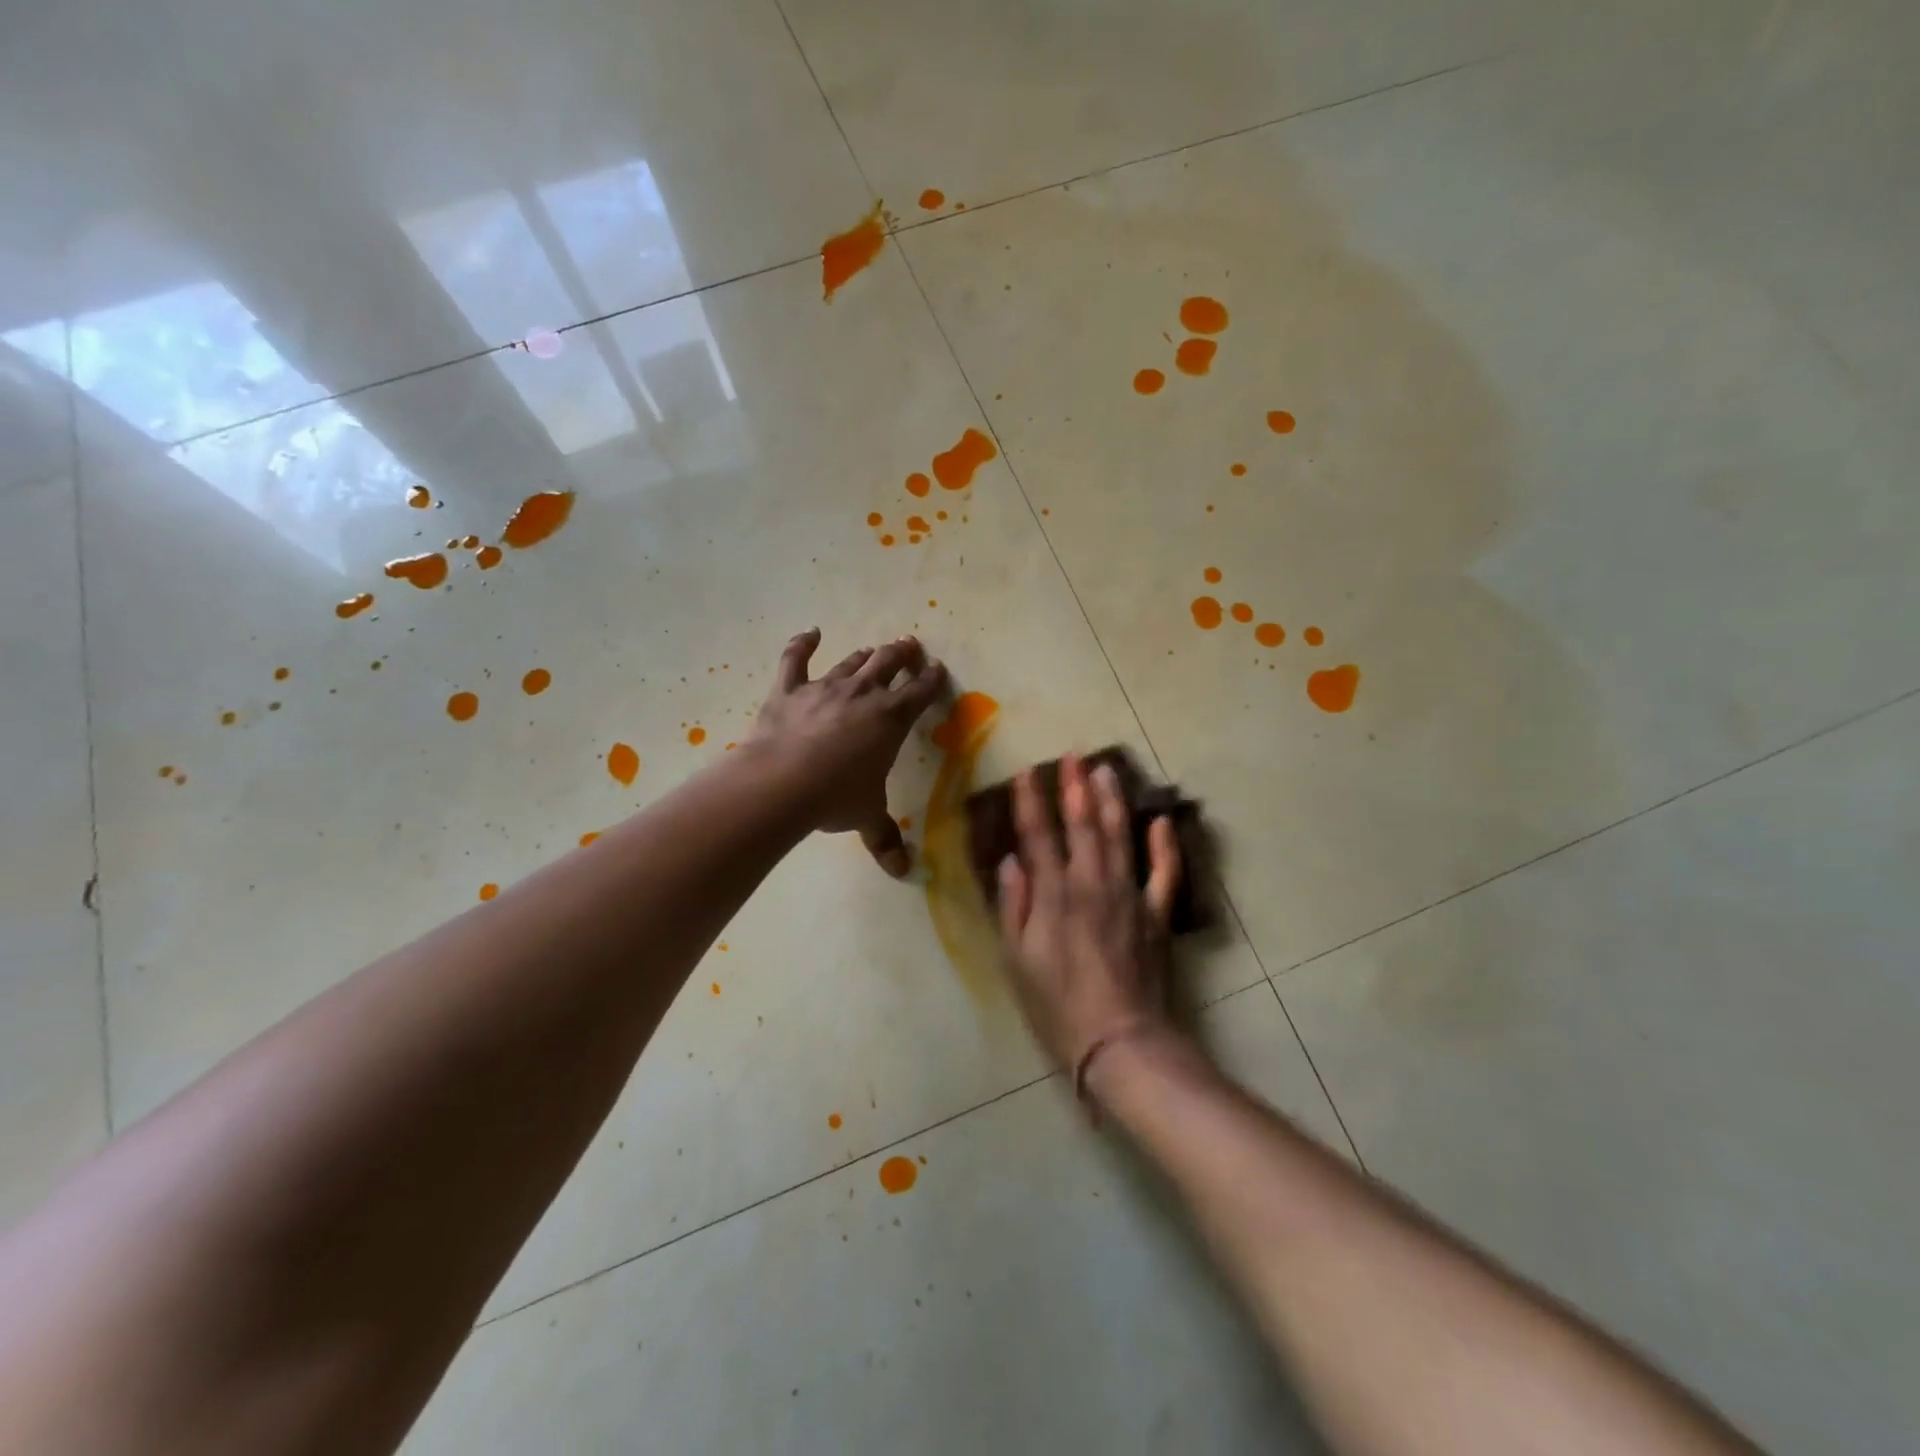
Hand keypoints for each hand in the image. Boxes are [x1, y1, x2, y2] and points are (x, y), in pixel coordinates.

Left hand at [753, 629, 947, 876]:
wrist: (782, 783)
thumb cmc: (836, 797)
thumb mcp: (867, 817)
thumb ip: (885, 838)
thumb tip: (902, 871)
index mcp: (891, 719)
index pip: (920, 692)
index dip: (931, 679)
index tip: (937, 668)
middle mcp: (863, 694)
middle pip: (888, 664)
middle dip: (902, 654)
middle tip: (909, 645)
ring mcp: (824, 687)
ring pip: (851, 662)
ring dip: (865, 655)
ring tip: (873, 649)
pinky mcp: (788, 689)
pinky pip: (795, 659)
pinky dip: (802, 644)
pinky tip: (810, 633)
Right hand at [996, 753, 1182, 1076]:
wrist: (1120, 1042)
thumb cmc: (1058, 1007)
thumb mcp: (1017, 962)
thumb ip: (1013, 907)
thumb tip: (1011, 862)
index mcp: (1053, 896)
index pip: (1038, 837)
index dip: (1030, 802)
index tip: (1026, 772)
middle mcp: (1091, 885)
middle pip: (1082, 825)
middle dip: (1075, 787)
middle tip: (1073, 755)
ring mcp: (1128, 896)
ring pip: (1119, 837)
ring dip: (1112, 801)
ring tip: (1108, 770)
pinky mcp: (1156, 914)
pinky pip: (1163, 872)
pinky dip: (1163, 845)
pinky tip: (1160, 820)